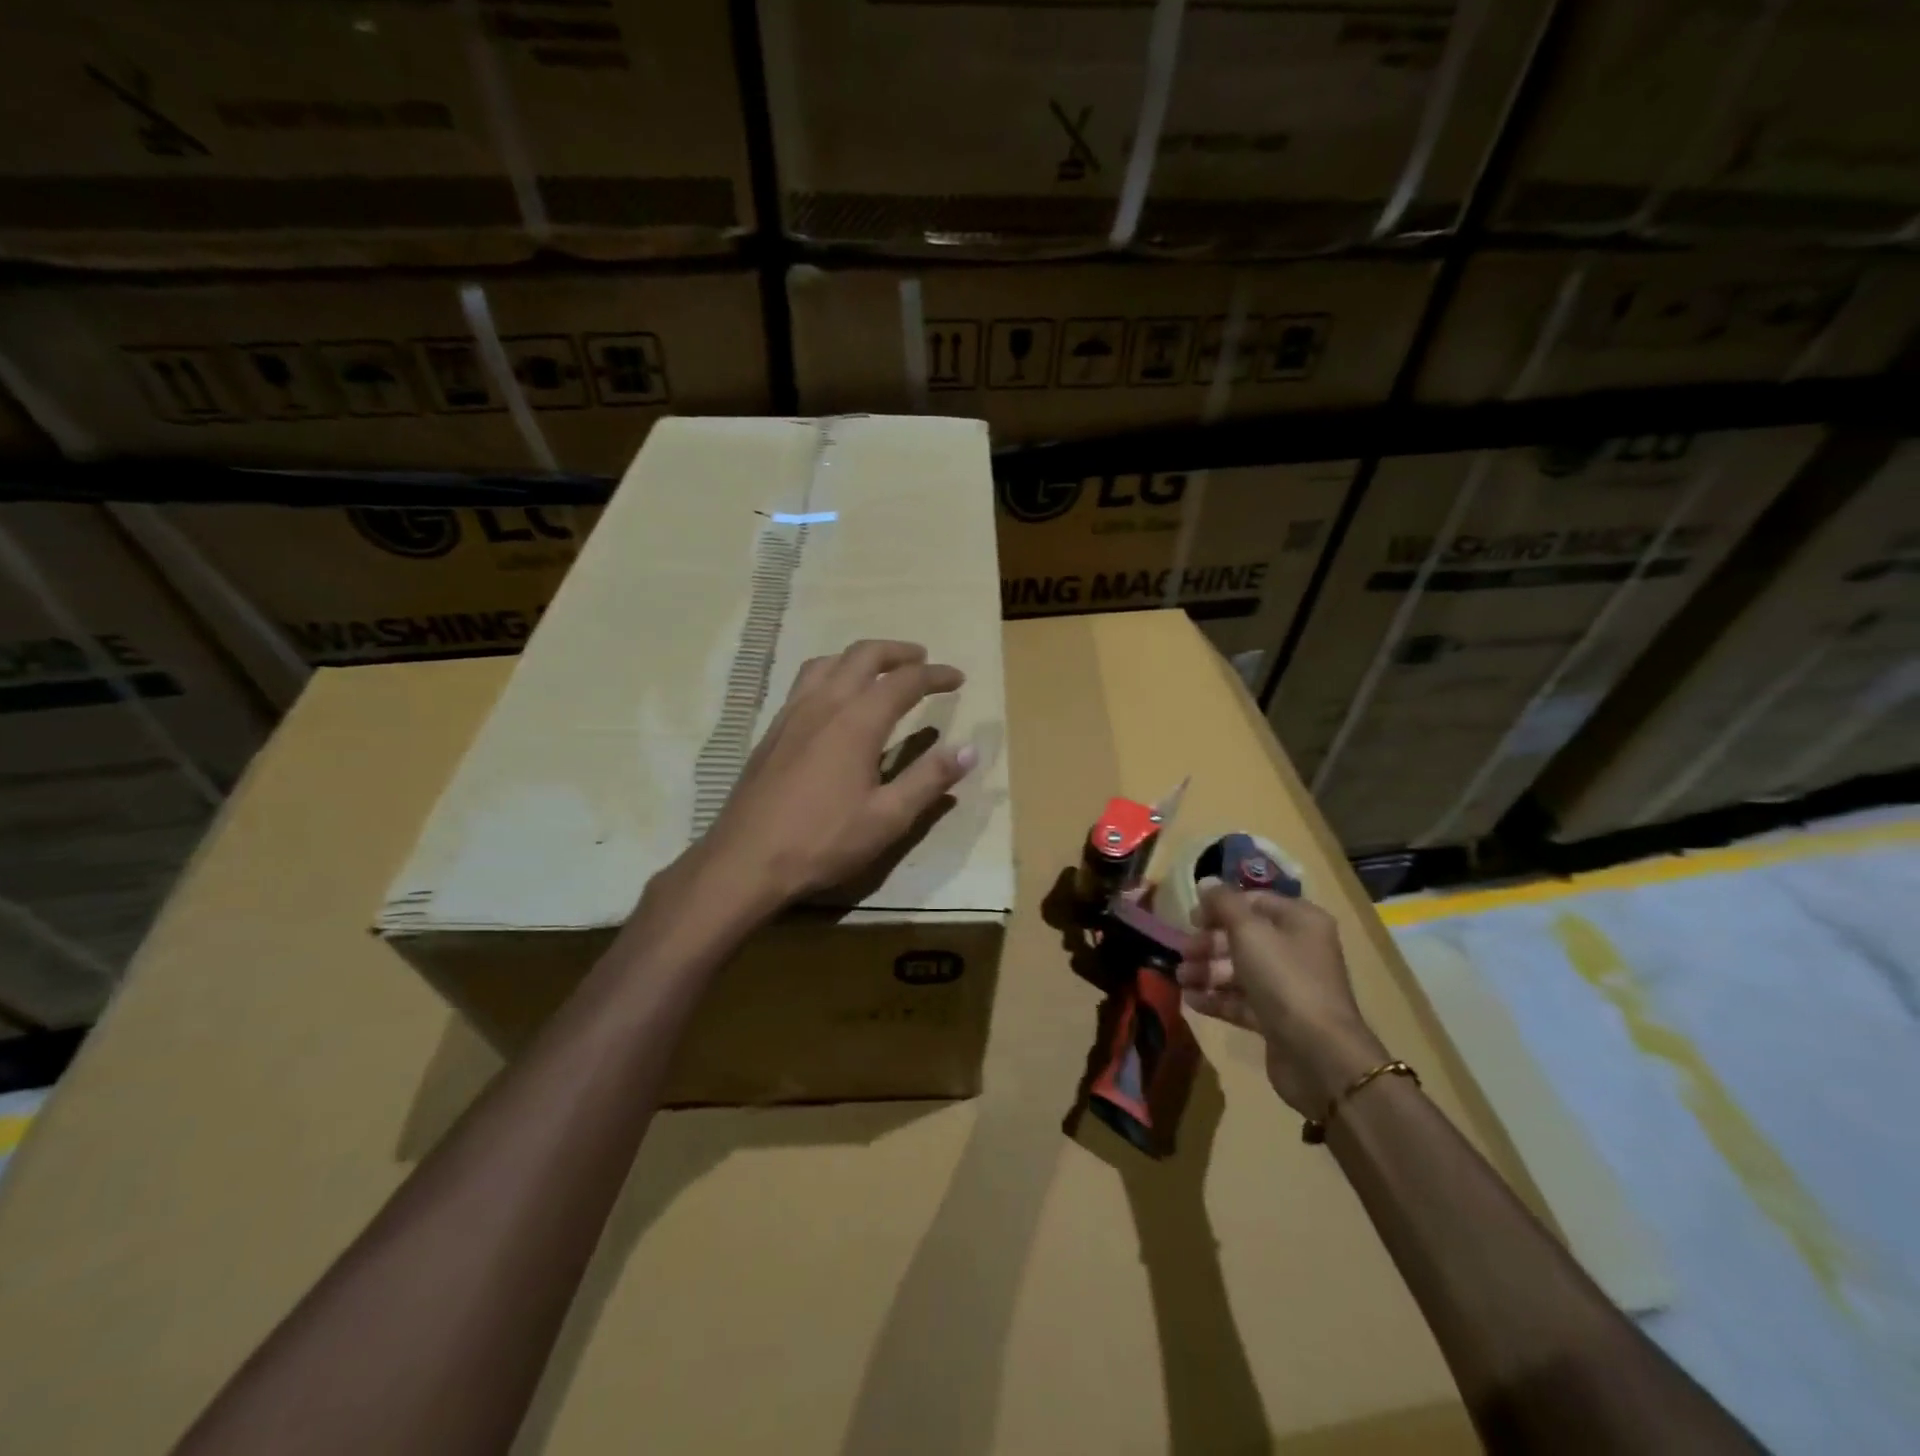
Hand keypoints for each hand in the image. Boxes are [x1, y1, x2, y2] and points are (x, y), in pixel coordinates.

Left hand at [687, 639, 976, 910]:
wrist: (745, 861)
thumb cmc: (822, 841)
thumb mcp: (888, 818)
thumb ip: (929, 779)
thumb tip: (970, 749)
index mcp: (856, 721)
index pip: (904, 681)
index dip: (935, 675)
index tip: (958, 678)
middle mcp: (824, 704)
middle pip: (863, 656)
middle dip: (897, 652)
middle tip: (922, 659)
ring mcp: (792, 714)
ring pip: (828, 662)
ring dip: (860, 657)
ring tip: (879, 671)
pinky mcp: (773, 730)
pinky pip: (806, 682)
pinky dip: (832, 673)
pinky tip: (834, 701)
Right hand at [1178, 884, 1386, 1115]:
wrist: (1319, 1055)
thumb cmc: (1284, 979)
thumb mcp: (1249, 932)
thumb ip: (1224, 903)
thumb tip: (1206, 881)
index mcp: (1300, 921)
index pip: (1255, 901)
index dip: (1221, 905)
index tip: (1191, 917)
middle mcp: (1297, 949)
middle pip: (1245, 936)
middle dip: (1210, 942)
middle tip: (1184, 951)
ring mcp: (1289, 986)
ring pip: (1240, 970)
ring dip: (1208, 971)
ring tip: (1181, 978)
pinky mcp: (1278, 1019)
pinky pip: (1242, 1000)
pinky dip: (1217, 998)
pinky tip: (1191, 1000)